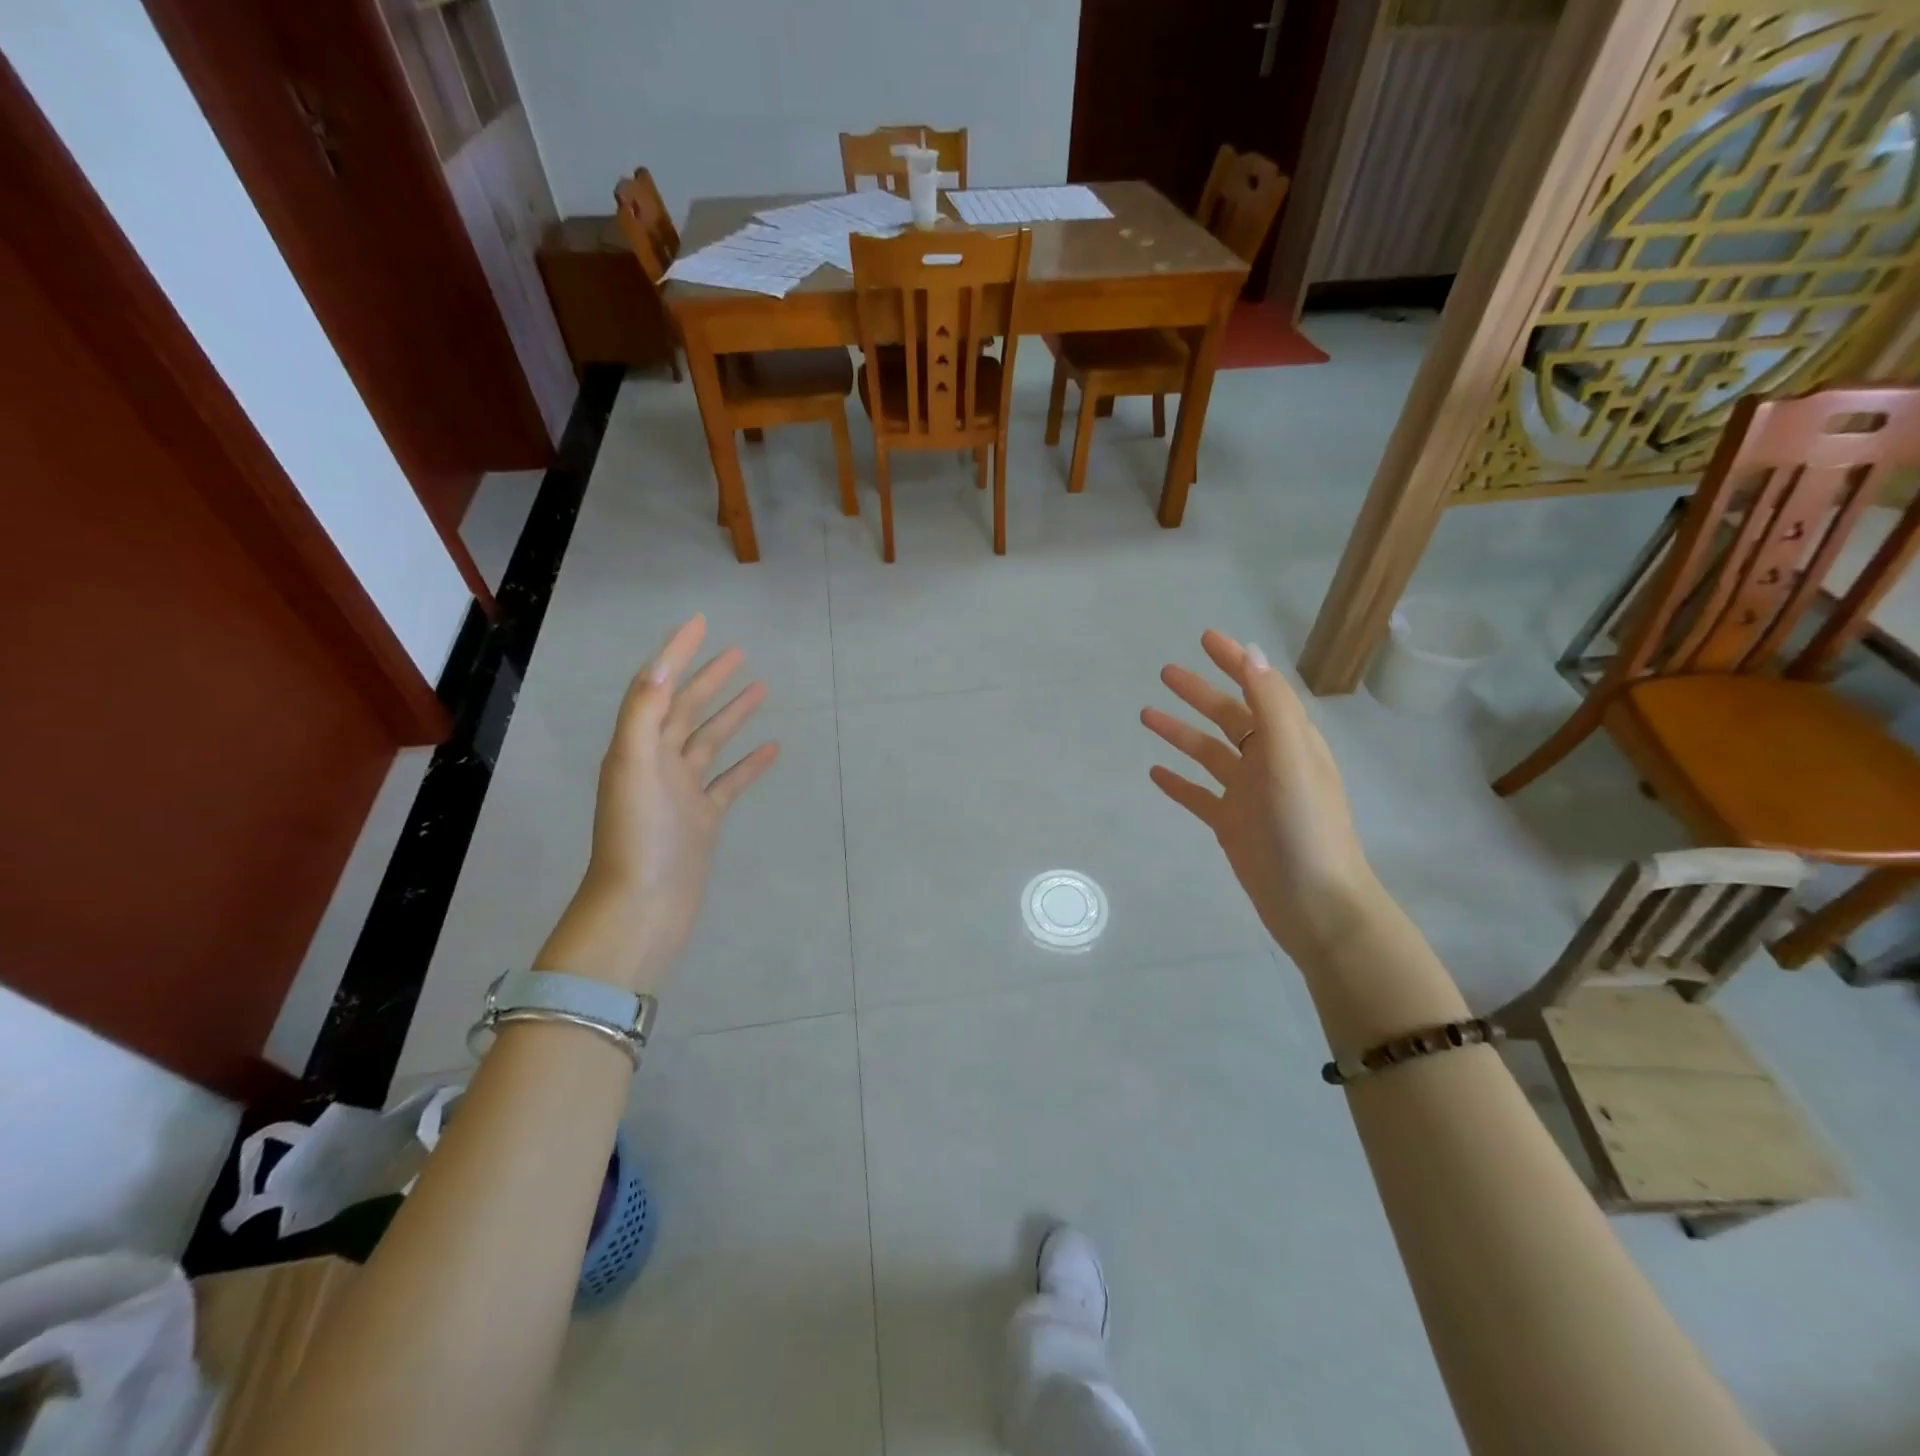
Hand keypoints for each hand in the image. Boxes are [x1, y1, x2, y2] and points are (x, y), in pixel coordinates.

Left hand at [537, 615, 778, 991]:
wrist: (642, 908)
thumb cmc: (638, 836)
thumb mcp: (634, 766)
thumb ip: (644, 712)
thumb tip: (661, 662)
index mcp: (638, 746)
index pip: (658, 687)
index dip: (678, 653)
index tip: (702, 622)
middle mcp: (658, 763)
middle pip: (686, 709)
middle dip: (710, 678)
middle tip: (740, 652)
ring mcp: (683, 792)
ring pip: (712, 742)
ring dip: (733, 714)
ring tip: (762, 689)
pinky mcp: (703, 820)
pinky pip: (730, 782)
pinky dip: (750, 763)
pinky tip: (772, 748)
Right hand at [1143, 631, 1379, 961]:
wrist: (1314, 903)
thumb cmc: (1304, 826)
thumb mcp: (1290, 756)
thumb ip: (1270, 704)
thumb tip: (1252, 653)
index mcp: (1289, 741)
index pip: (1259, 688)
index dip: (1235, 662)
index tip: (1206, 638)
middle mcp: (1269, 762)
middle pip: (1229, 717)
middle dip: (1199, 693)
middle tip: (1165, 672)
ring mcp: (1248, 795)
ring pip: (1208, 753)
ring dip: (1181, 733)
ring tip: (1146, 715)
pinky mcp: (1232, 826)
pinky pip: (1199, 796)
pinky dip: (1179, 782)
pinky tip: (1155, 772)